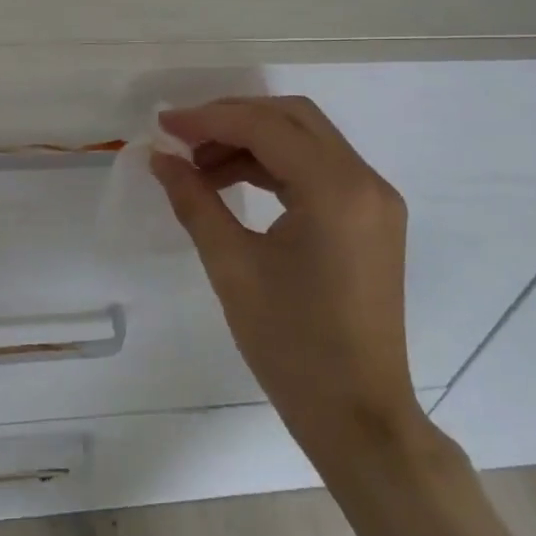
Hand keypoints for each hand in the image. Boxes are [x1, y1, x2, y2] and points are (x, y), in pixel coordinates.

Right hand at [152, 96, 424, 449]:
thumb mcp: (232, 267)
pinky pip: (320, 169)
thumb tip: (160, 158)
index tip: (163, 125)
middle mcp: (366, 181)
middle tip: (183, 138)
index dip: (209, 119)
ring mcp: (375, 199)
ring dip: (253, 141)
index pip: (266, 127)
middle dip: (233, 119)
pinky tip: (235, 183)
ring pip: (307, 140)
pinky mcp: (372, 219)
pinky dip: (276, 166)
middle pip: (293, 118)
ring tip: (200, 167)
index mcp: (336, 190)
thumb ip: (194, 201)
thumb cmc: (291, 345)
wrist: (358, 416)